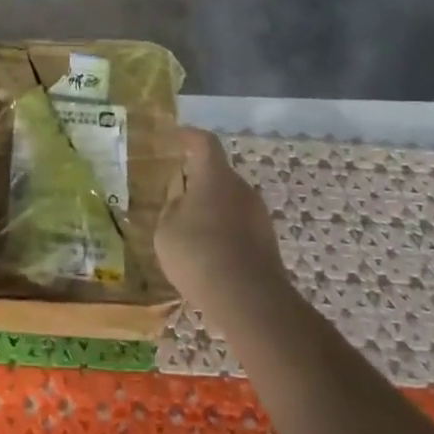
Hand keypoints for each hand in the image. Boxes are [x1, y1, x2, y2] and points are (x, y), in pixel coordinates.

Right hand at [154, 129, 288, 317]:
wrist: (248, 298)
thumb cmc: (198, 253)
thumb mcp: (166, 231)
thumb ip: (171, 210)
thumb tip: (179, 202)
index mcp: (215, 176)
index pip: (204, 143)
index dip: (189, 136)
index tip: (176, 135)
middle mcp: (241, 188)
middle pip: (218, 174)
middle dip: (198, 180)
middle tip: (177, 193)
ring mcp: (259, 215)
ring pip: (230, 202)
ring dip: (212, 209)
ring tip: (189, 229)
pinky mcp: (267, 242)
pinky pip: (239, 226)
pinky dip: (223, 231)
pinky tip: (208, 254)